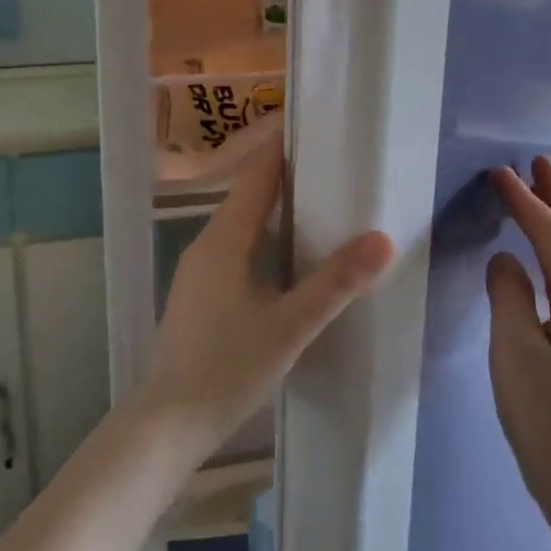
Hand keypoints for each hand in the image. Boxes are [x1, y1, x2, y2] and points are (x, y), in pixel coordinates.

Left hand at [138, 142, 393, 463]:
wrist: (167, 426)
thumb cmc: (227, 369)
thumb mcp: (289, 326)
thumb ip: (335, 283)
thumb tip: (382, 239)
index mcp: (225, 239)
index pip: (258, 175)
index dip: (284, 147)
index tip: (317, 125)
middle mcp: (207, 243)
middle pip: (250, 194)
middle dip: (287, 175)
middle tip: (333, 164)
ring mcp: (198, 269)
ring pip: (242, 222)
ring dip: (275, 207)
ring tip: (320, 202)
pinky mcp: (199, 293)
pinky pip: (235, 246)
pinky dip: (264, 236)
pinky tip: (287, 256)